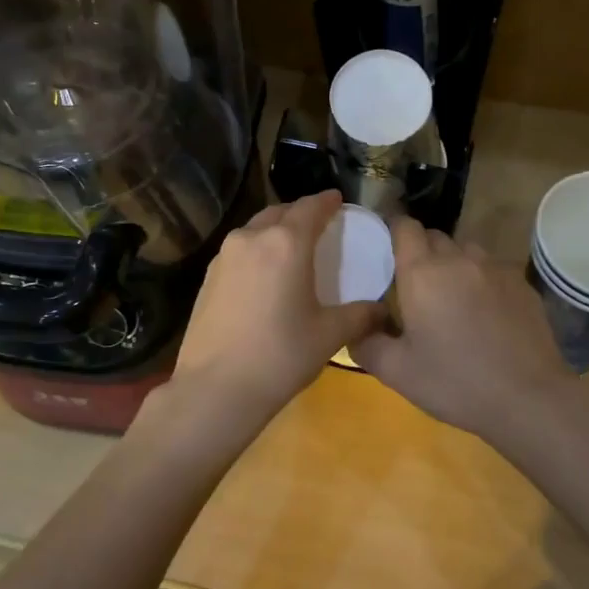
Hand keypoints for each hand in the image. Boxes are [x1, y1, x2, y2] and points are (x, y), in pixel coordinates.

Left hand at [165, 192, 384, 439]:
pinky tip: (264, 274)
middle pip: (280, 212)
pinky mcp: (207, 277)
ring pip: (255, 229)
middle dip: (300, 213)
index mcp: (286, 243)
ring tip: (291, 247)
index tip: (338, 200)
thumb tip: (381, 311)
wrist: (215, 388)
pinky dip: (256, 250)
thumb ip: (359, 316)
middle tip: (318, 225)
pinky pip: (238, 250)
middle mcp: (252, 238)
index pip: (310, 208)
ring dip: (275, 230)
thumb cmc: (280, 356)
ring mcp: (224, 256)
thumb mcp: (329, 336)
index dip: (327, 202)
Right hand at [350, 217, 573, 446]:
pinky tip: (484, 314)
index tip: (385, 249)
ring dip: (452, 264)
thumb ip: (366, 344)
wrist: (528, 398)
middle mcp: (458, 259)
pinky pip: (492, 270)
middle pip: (434, 237)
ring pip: (465, 251)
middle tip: (413, 285)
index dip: (393, 230)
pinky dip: (481, 281)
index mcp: (422, 273)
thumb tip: (355, 329)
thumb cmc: (455, 382)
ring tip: (450, 297)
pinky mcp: (522, 284)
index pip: (404, 227)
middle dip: (420, 252)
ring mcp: (495, 269)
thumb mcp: (396, 372)